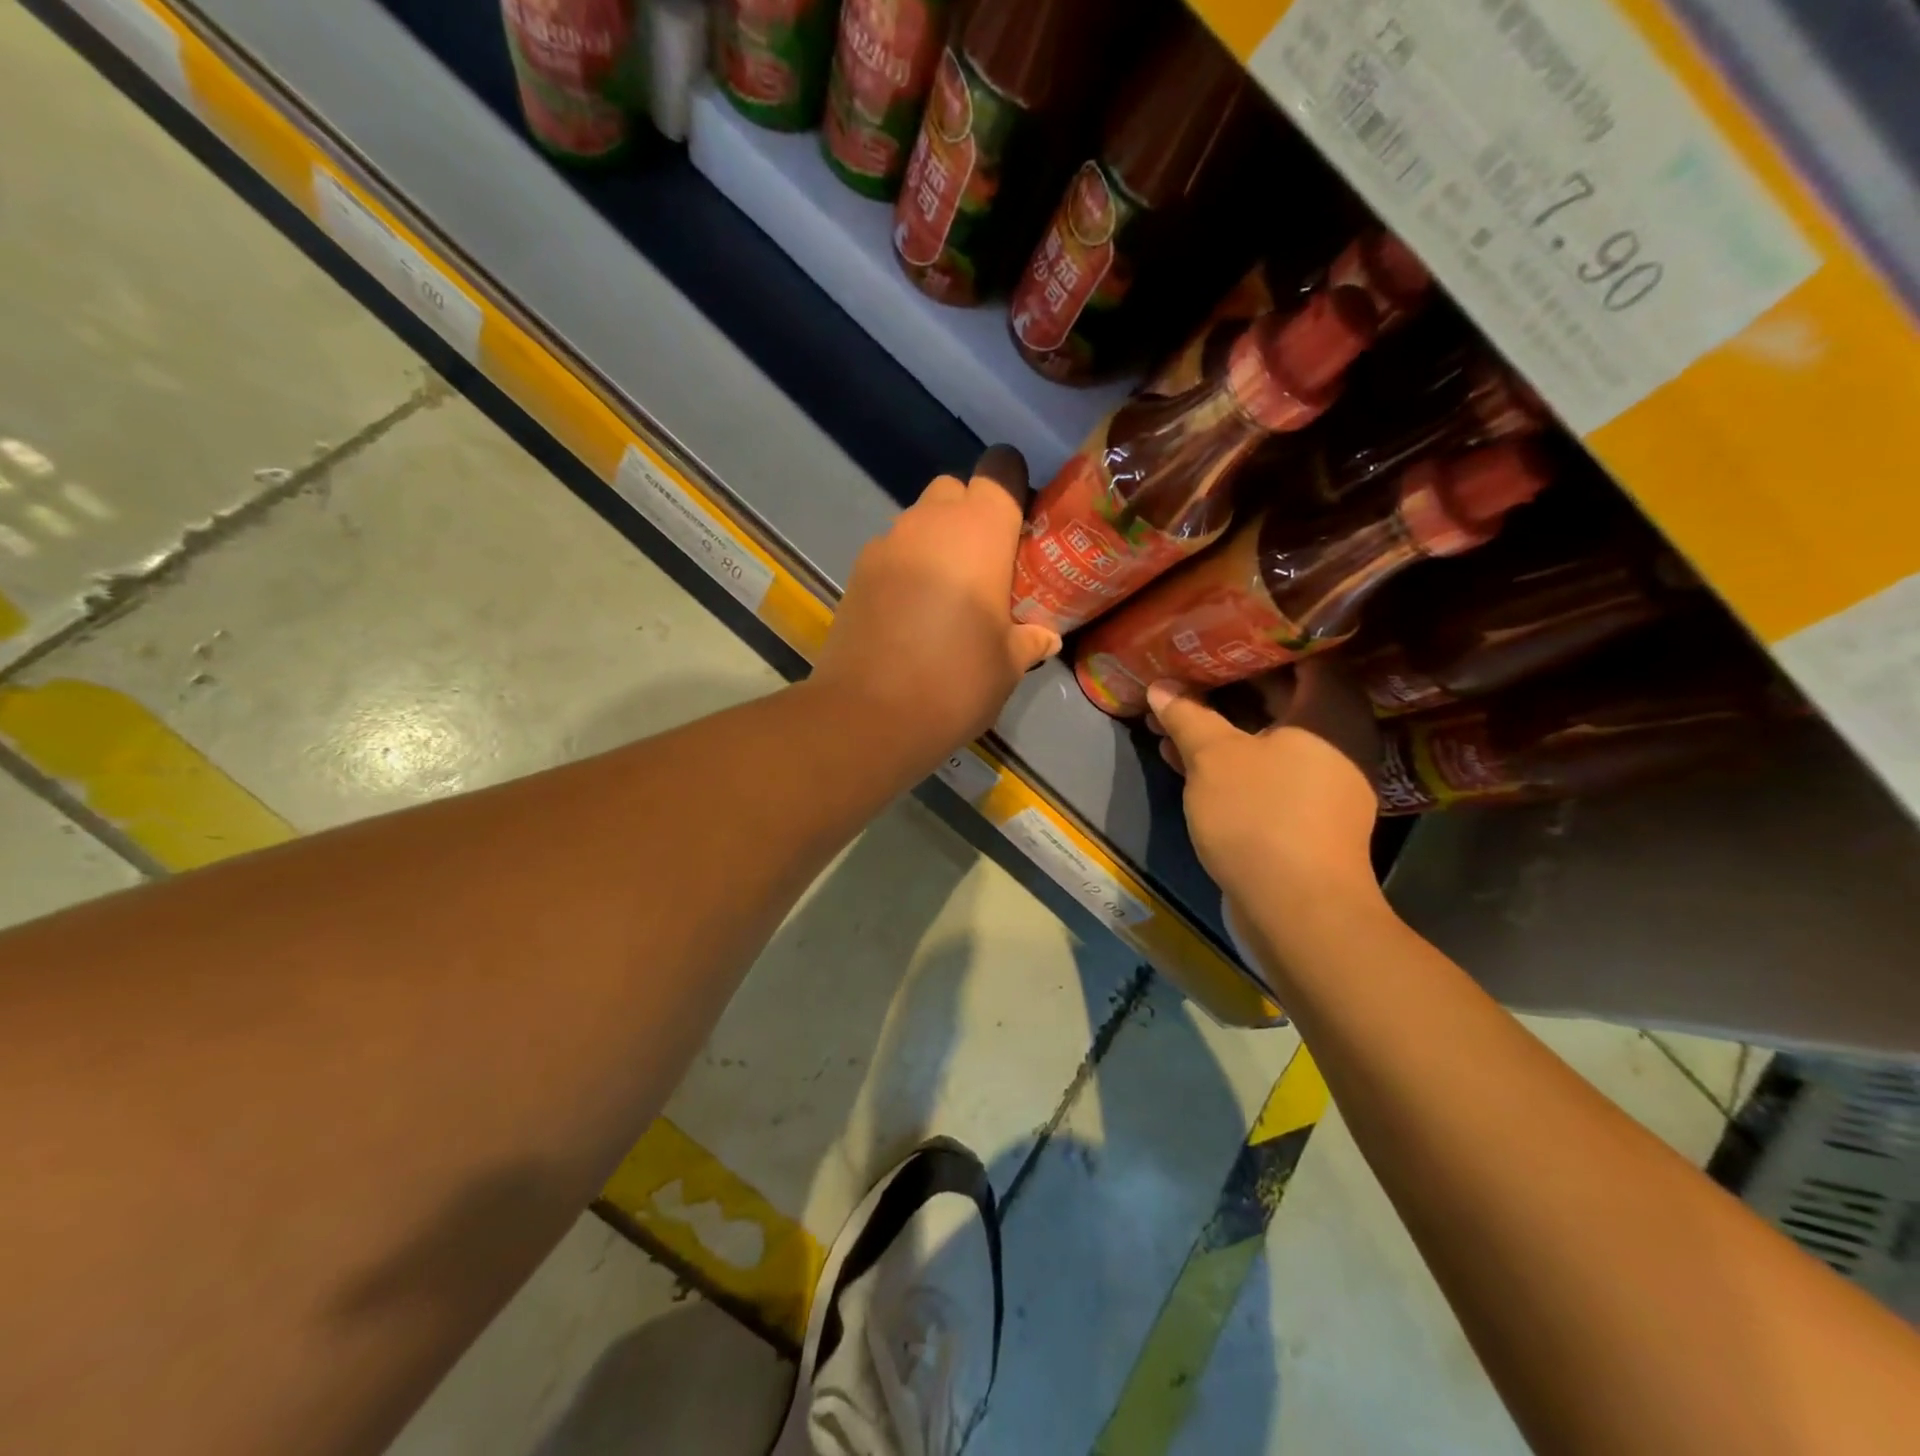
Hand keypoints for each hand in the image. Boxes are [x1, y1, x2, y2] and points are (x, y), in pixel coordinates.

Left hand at [813, 445, 1061, 772]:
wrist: (869, 715)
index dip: (1013, 487)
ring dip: (937, 544)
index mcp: (979, 530)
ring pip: (919, 522)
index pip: (1000, 469)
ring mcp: (886, 544)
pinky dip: (907, 569)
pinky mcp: (856, 572)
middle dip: (972, 515)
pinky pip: (892, 553)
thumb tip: (1046, 635)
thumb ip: (1030, 639)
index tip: (1020, 526)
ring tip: (948, 597)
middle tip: (987, 566)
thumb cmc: (956, 681)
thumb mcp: (1009, 664)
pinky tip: (912, 614)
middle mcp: (929, 522)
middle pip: (955, 490)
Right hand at [1147, 658, 1383, 915]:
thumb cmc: (1260, 815)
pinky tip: (1181, 758)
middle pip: (1281, 696)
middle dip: (1226, 686)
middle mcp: (1336, 739)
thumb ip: (1187, 715)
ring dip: (1219, 727)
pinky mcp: (1304, 813)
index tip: (1220, 630)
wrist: (1295, 908)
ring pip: (1265, 737)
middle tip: (1185, 669)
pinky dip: (1229, 761)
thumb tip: (1160, 686)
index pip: (1303, 653)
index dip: (1259, 640)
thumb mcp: (1213, 757)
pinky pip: (1264, 770)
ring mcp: (1322, 780)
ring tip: (1169, 716)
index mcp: (1329, 711)